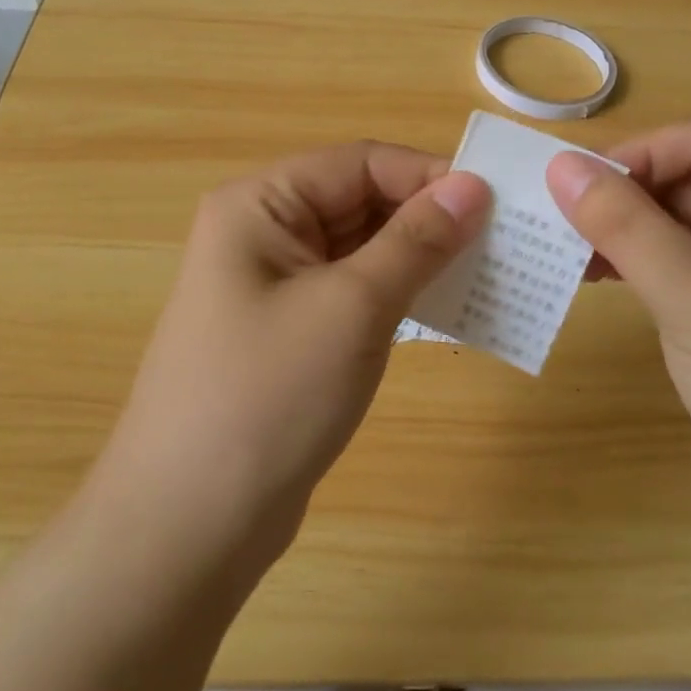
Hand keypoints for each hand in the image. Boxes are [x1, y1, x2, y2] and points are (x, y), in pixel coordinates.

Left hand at [100, 142, 490, 575]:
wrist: (189, 527)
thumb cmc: (269, 396)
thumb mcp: (352, 307)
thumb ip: (416, 241)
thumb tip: (474, 186)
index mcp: (261, 204)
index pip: (359, 162)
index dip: (428, 175)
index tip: (496, 203)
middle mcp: (263, 232)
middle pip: (359, 201)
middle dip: (427, 219)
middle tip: (501, 243)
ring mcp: (274, 285)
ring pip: (361, 248)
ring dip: (418, 259)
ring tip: (485, 275)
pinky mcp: (290, 331)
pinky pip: (352, 291)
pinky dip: (397, 295)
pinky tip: (442, 311)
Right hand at [546, 122, 690, 579]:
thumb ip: (625, 225)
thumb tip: (559, 164)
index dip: (638, 156)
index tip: (572, 186)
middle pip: (686, 182)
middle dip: (620, 195)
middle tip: (550, 217)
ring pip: (671, 226)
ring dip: (617, 231)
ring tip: (558, 247)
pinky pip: (669, 269)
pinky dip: (627, 266)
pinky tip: (584, 276)